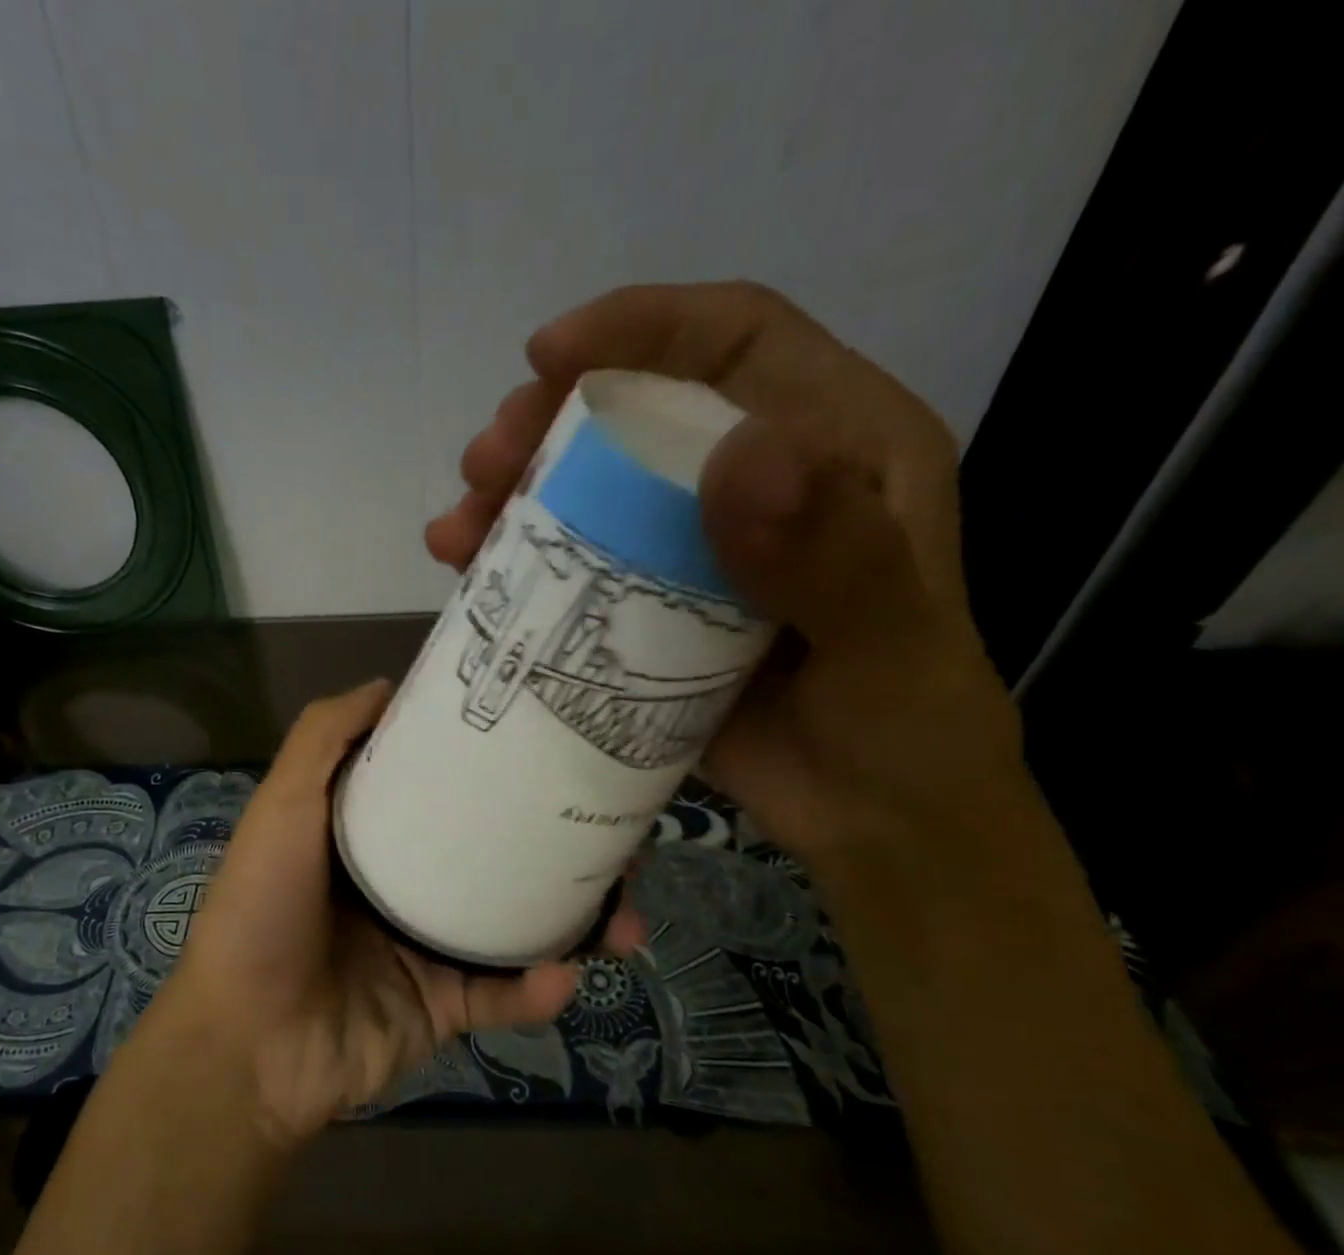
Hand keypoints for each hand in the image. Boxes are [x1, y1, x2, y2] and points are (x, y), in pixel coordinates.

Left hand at [143, 681, 591, 1150]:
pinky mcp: (442, 1008)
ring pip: (518, 926)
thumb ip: (323, 739)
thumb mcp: (283, 807)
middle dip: (559, 848)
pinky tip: (565, 974)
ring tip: (625, 913)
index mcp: (375, 837)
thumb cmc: (262, 911)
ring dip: (576, 922)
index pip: (447, 792)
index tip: (553, 747)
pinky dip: (537, 989)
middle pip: (497, 856)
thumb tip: (389, 683)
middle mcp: (408, 886)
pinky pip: (503, 995)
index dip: (496, 771)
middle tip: (619, 835)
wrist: (246, 1045)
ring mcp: (429, 949)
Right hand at [429, 282, 1022, 876]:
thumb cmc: (902, 730)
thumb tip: (734, 456)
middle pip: (641, 412)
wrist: (871, 823)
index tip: (549, 356)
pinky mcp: (653, 610)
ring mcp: (696, 548)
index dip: (642, 326)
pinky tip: (471, 575)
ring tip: (457, 529)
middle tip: (485, 461)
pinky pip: (577, 566)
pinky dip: (520, 564)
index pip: (736, 341)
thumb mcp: (887, 645)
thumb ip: (832, 556)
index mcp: (838, 447)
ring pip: (594, 490)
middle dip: (551, 422)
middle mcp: (759, 481)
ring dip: (516, 495)